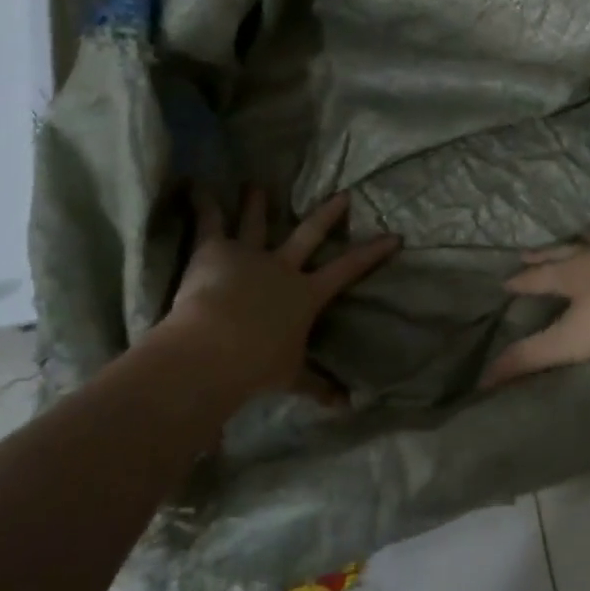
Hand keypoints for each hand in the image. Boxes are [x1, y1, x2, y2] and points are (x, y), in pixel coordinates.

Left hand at [157, 187, 400, 396]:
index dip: (372, 253)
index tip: (393, 236)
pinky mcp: (215, 250)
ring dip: (257, 203)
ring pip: (257, 223)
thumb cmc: (257, 365)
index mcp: (305, 294)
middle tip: (343, 194)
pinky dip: (203, 203)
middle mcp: (282, 267)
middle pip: (309, 234)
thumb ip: (317, 387)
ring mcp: (249, 255)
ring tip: (256, 183)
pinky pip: (210, 222)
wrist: (216, 347)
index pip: (347, 269)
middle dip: (328, 214)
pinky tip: (196, 186)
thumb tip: (346, 407)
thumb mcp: (291, 377)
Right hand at [481, 227, 589, 387]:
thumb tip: (483, 378)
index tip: (505, 280)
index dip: (521, 282)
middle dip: (544, 255)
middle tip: (527, 252)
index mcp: (571, 275)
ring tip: (579, 236)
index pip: (538, 279)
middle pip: (563, 253)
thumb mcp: (570, 339)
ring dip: (584, 240)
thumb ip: (531, 358)